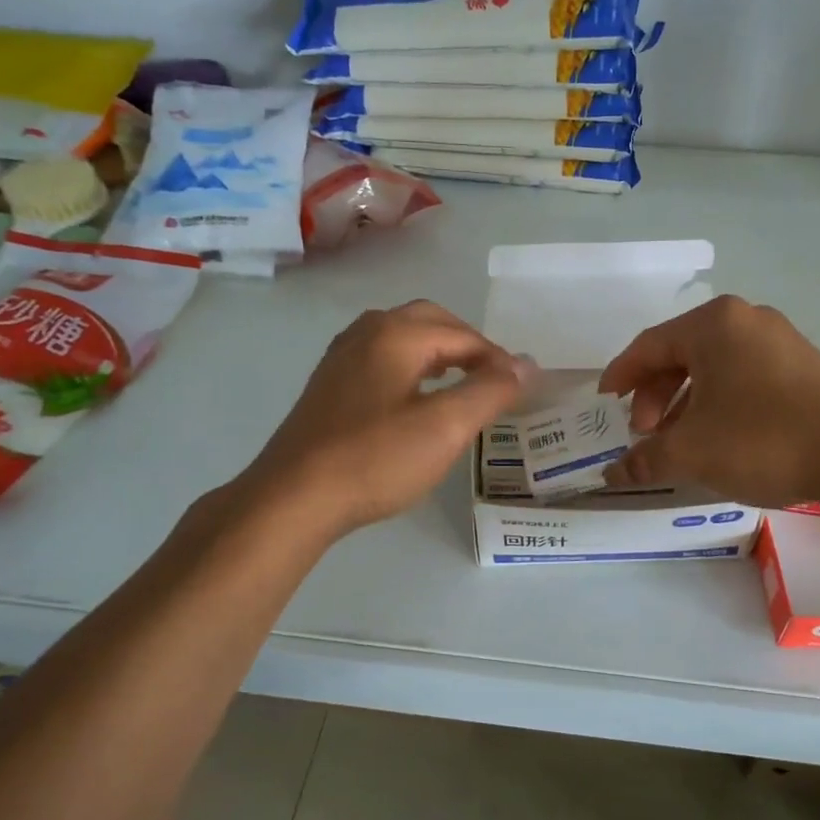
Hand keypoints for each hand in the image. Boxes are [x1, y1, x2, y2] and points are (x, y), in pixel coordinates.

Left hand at [243, 300, 530, 534]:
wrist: (294, 497)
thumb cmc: (375, 459)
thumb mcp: (446, 427)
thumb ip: (490, 391)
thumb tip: (525, 365)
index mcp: (396, 335)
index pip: (462, 334)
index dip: (498, 359)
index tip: (520, 389)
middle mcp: (366, 333)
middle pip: (429, 321)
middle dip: (467, 344)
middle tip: (493, 378)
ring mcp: (341, 358)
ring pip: (402, 337)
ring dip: (438, 352)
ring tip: (460, 383)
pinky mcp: (328, 385)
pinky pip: (380, 358)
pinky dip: (410, 366)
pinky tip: (414, 398)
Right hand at [597, 296, 819, 507]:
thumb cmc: (761, 438)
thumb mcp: (692, 452)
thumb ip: (645, 459)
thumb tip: (611, 475)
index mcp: (713, 324)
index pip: (649, 345)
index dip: (620, 376)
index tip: (605, 404)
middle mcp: (746, 320)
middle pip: (681, 354)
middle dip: (655, 396)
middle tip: (646, 433)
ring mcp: (780, 340)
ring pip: (714, 368)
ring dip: (685, 403)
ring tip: (679, 441)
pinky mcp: (804, 366)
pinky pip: (743, 377)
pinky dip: (719, 403)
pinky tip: (719, 437)